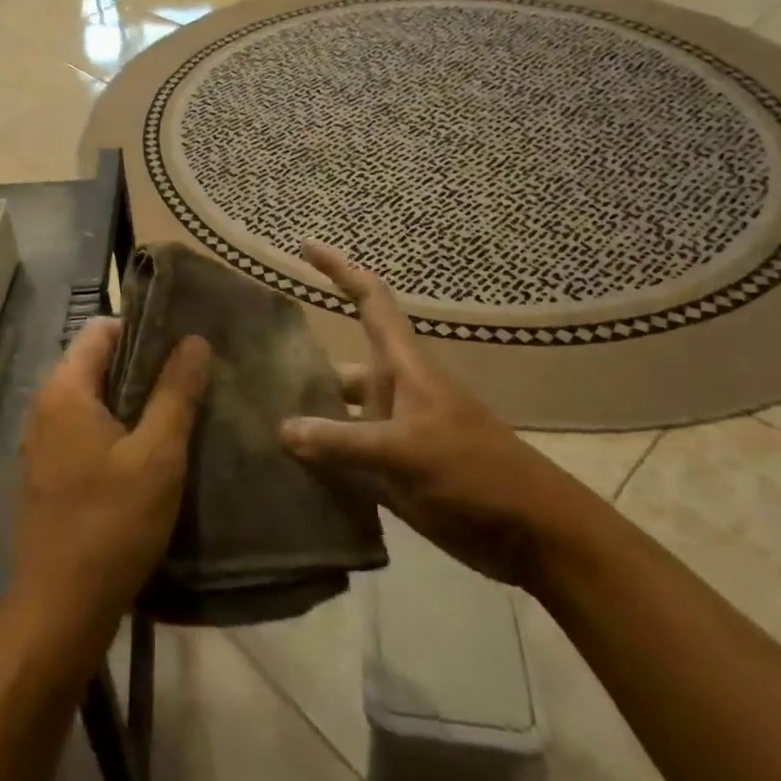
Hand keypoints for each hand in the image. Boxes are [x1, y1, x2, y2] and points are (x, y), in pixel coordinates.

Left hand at [0, 318, 211, 678]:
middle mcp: (46, 406)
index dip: (144, 328)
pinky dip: (118, 429)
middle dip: (145, 365)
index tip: (185, 343)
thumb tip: (194, 340)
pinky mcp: (50, 473)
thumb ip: (176, 393)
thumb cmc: (111, 525)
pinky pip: (87, 431)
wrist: (59, 612)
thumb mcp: (157, 456)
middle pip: (98, 362)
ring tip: (182, 411)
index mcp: (65, 389)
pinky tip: (152, 452)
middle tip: (194, 377)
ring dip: (135, 401)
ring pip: (95, 399)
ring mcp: (43, 442)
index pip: (102, 329)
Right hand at [278, 242, 586, 588]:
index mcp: (402, 367)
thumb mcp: (405, 452)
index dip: (339, 269)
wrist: (532, 533)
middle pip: (338, 366)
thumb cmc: (475, 473)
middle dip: (300, 368)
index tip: (304, 247)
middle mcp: (392, 391)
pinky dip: (318, 462)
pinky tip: (283, 473)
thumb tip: (281, 430)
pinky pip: (345, 458)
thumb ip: (341, 442)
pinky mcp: (394, 471)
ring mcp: (393, 433)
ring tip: (255, 429)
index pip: (370, 300)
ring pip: (338, 416)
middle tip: (247, 375)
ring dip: (305, 422)